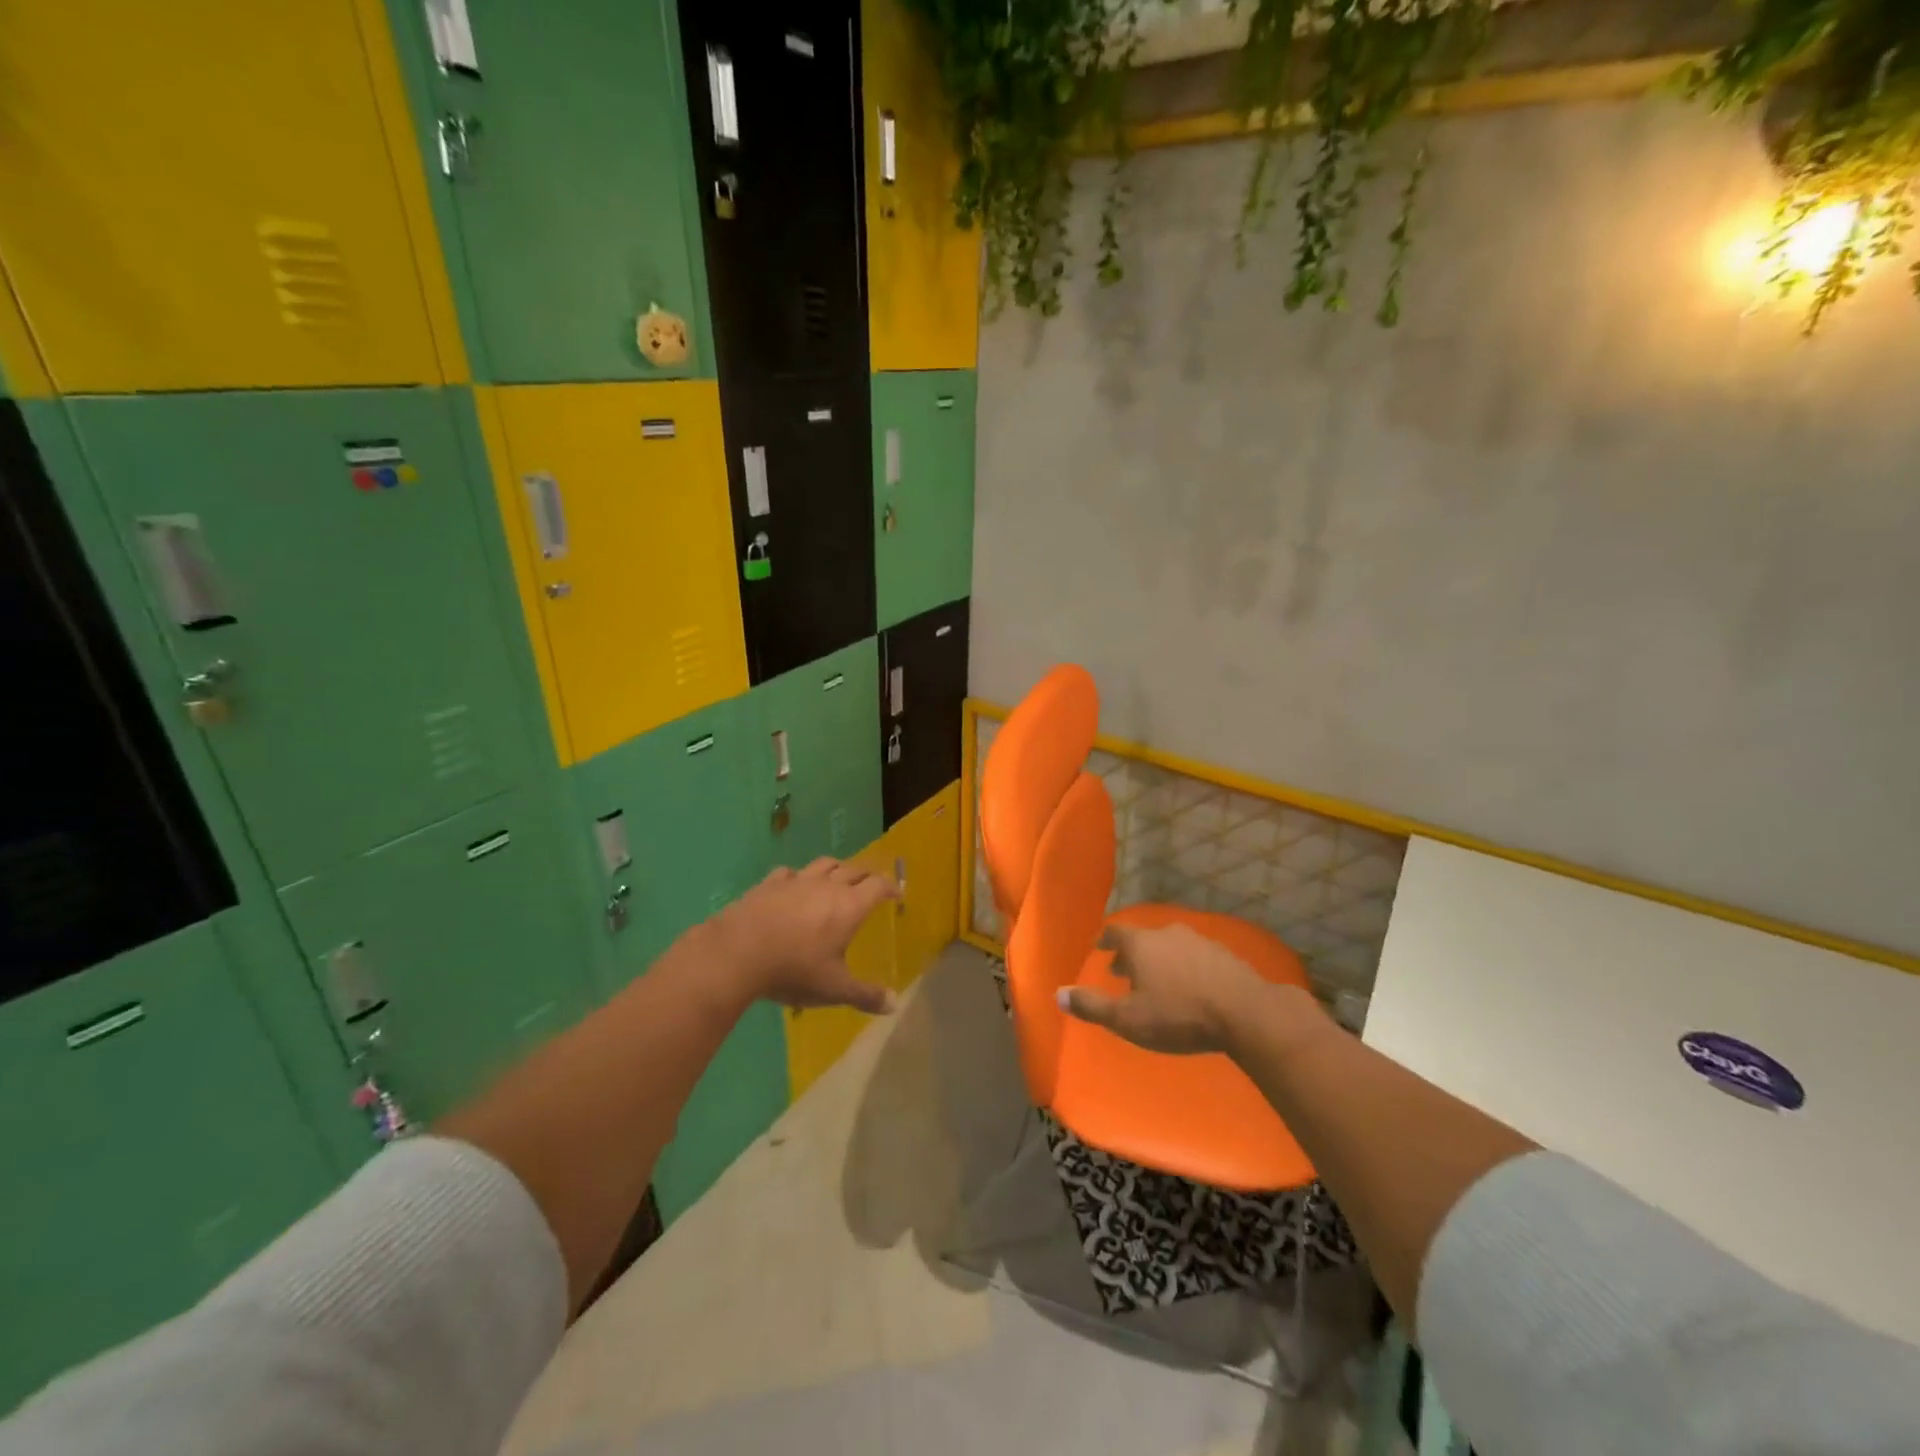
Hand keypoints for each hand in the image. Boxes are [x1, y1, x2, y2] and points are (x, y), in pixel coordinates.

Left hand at [708, 858, 900, 1013]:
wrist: (738, 952)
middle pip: (854, 869)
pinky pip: (791, 872)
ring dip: (837, 868)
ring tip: (838, 878)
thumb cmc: (794, 969)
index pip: (878, 886)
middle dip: (867, 875)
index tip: (896, 894)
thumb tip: (894, 1004)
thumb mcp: (834, 989)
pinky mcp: (770, 883)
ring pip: (824, 864)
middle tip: (871, 885)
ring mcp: (797, 881)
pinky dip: (800, 876)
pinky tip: (795, 885)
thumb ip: (865, 995)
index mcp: (849, 906)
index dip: (890, 887)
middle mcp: (827, 886)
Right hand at [1060, 923, 1279, 1054]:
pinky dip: (1185, 968)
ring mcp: (1199, 941)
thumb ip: (1092, 1006)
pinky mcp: (1225, 956)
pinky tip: (1191, 987)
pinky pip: (1195, 957)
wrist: (1245, 1013)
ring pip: (1170, 946)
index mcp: (1141, 944)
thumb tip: (1057, 994)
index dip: (1105, 940)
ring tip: (1157, 982)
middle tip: (1123, 972)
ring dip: (1160, 961)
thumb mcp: (1127, 1018)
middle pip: (1143, 939)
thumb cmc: (1177, 1015)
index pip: (1115, 932)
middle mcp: (1167, 933)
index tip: (1100, 948)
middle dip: (1131, 954)